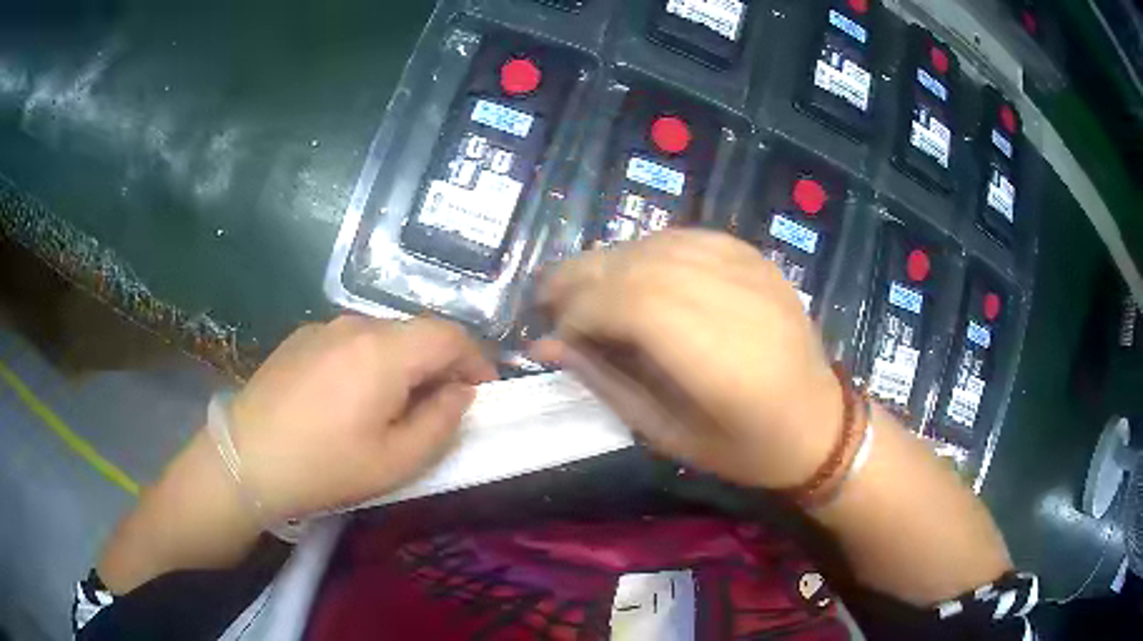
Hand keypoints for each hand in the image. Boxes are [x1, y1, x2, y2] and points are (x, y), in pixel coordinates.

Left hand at [228, 316, 497, 520]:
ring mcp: (323, 327)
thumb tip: (459, 392)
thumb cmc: (325, 466)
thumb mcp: (396, 461)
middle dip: (439, 364)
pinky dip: (368, 362)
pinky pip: (349, 342)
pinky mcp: (300, 338)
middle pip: (415, 333)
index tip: (484, 391)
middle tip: (439, 407)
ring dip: (402, 364)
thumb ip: (442, 422)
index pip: (450, 335)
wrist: (246, 459)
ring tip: (391, 406)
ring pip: (382, 336)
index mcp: (385, 351)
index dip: (477, 359)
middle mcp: (356, 324)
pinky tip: (347, 399)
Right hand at [533, 230, 842, 489]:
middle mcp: (733, 300)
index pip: (627, 304)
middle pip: (636, 266)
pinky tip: (633, 272)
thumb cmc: (744, 446)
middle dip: (580, 277)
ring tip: (583, 288)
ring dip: (608, 261)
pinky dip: (646, 250)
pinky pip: (685, 238)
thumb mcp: (667, 434)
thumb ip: (605, 382)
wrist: (820, 422)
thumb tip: (546, 345)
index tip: (556, 334)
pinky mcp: (755, 257)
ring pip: (656, 244)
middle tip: (548, 299)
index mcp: (717, 359)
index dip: (579, 311)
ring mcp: (749, 270)